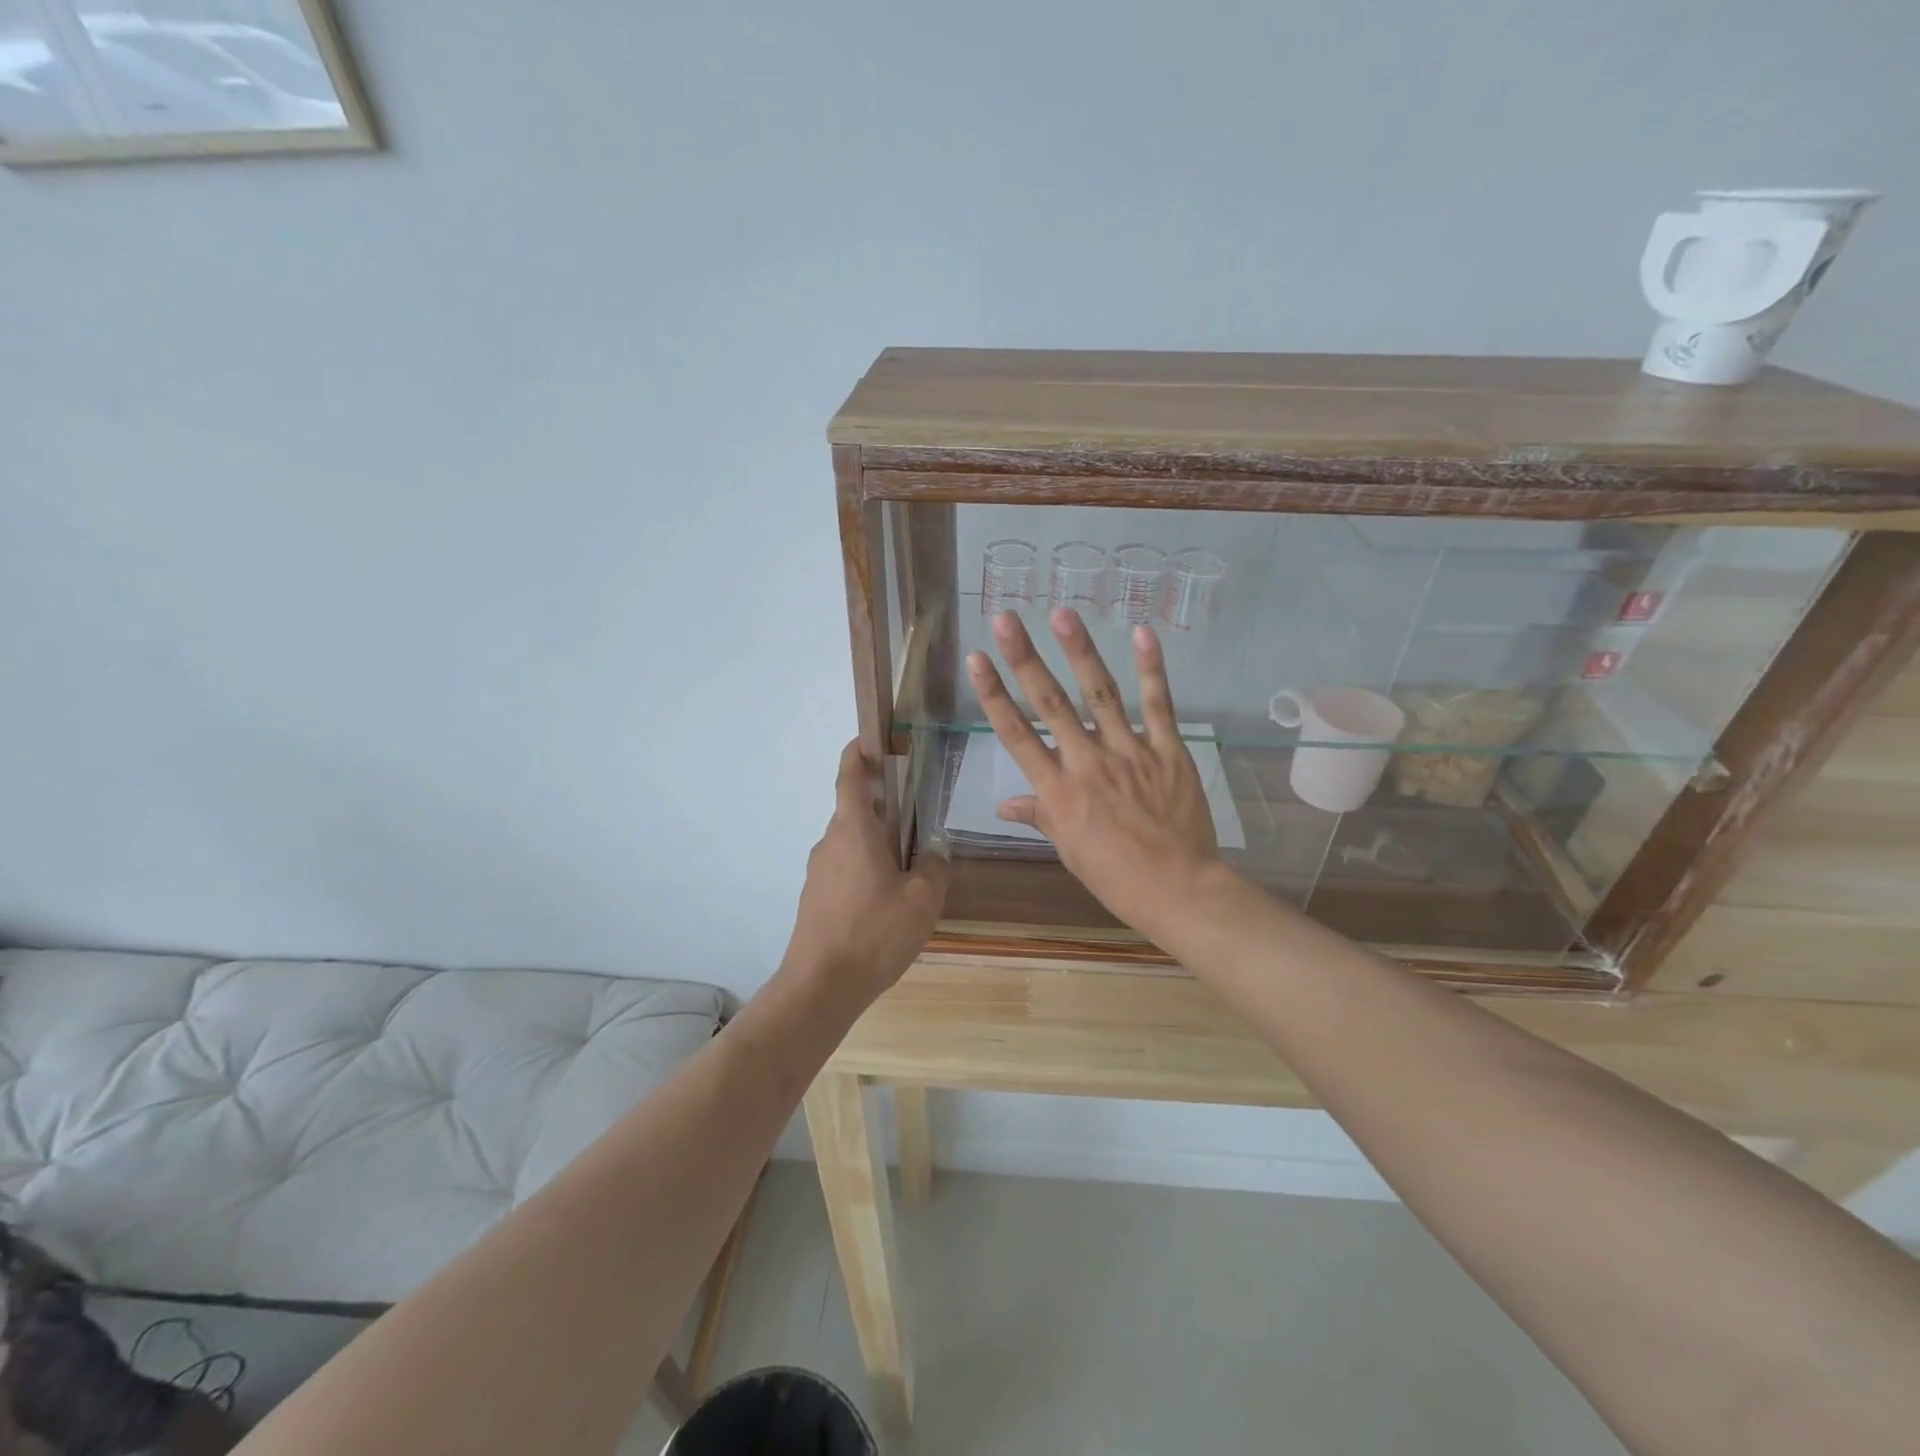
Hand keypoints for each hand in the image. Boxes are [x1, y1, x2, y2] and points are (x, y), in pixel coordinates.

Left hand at [782, 741, 947, 1004]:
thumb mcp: (923, 899)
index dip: (858, 752)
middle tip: (915, 817)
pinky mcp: (814, 897)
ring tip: (908, 867)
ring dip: (876, 842)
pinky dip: (864, 868)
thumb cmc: (874, 933)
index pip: (850, 776)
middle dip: (882, 806)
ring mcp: (818, 871)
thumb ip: (934, 866)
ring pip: (850, 842)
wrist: (820, 986)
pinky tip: (886, 901)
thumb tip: (933, 851)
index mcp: (854, 830)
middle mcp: (830, 842)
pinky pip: (843, 869)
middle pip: (855, 810)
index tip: (871, 740)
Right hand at [967, 610, 1221, 937]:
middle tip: (1007, 619)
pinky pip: (1159, 705)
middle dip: (1026, 659)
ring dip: (1080, 651)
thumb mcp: (1068, 849)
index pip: (1017, 735)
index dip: (994, 695)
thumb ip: (1040, 815)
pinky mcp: (1168, 751)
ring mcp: (1130, 753)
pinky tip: (1142, 634)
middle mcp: (1087, 762)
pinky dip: (1151, 670)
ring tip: (1062, 614)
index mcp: (1058, 791)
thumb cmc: (1115, 876)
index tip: (977, 659)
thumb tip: (1004, 805)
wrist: (1178, 889)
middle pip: (1051, 703)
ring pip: (1100, 694)